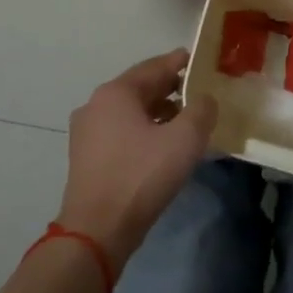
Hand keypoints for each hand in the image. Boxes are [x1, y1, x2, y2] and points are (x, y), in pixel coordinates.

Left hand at [57, 50, 217, 271]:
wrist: (97, 230)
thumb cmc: (141, 176)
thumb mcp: (185, 139)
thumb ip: (201, 110)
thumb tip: (205, 99)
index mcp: (116, 92)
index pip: (155, 66)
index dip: (180, 62)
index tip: (201, 61)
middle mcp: (96, 104)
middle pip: (140, 87)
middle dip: (171, 89)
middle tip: (199, 92)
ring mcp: (87, 132)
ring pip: (130, 112)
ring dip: (158, 112)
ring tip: (186, 121)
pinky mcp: (86, 157)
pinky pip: (121, 132)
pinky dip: (143, 131)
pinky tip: (162, 146)